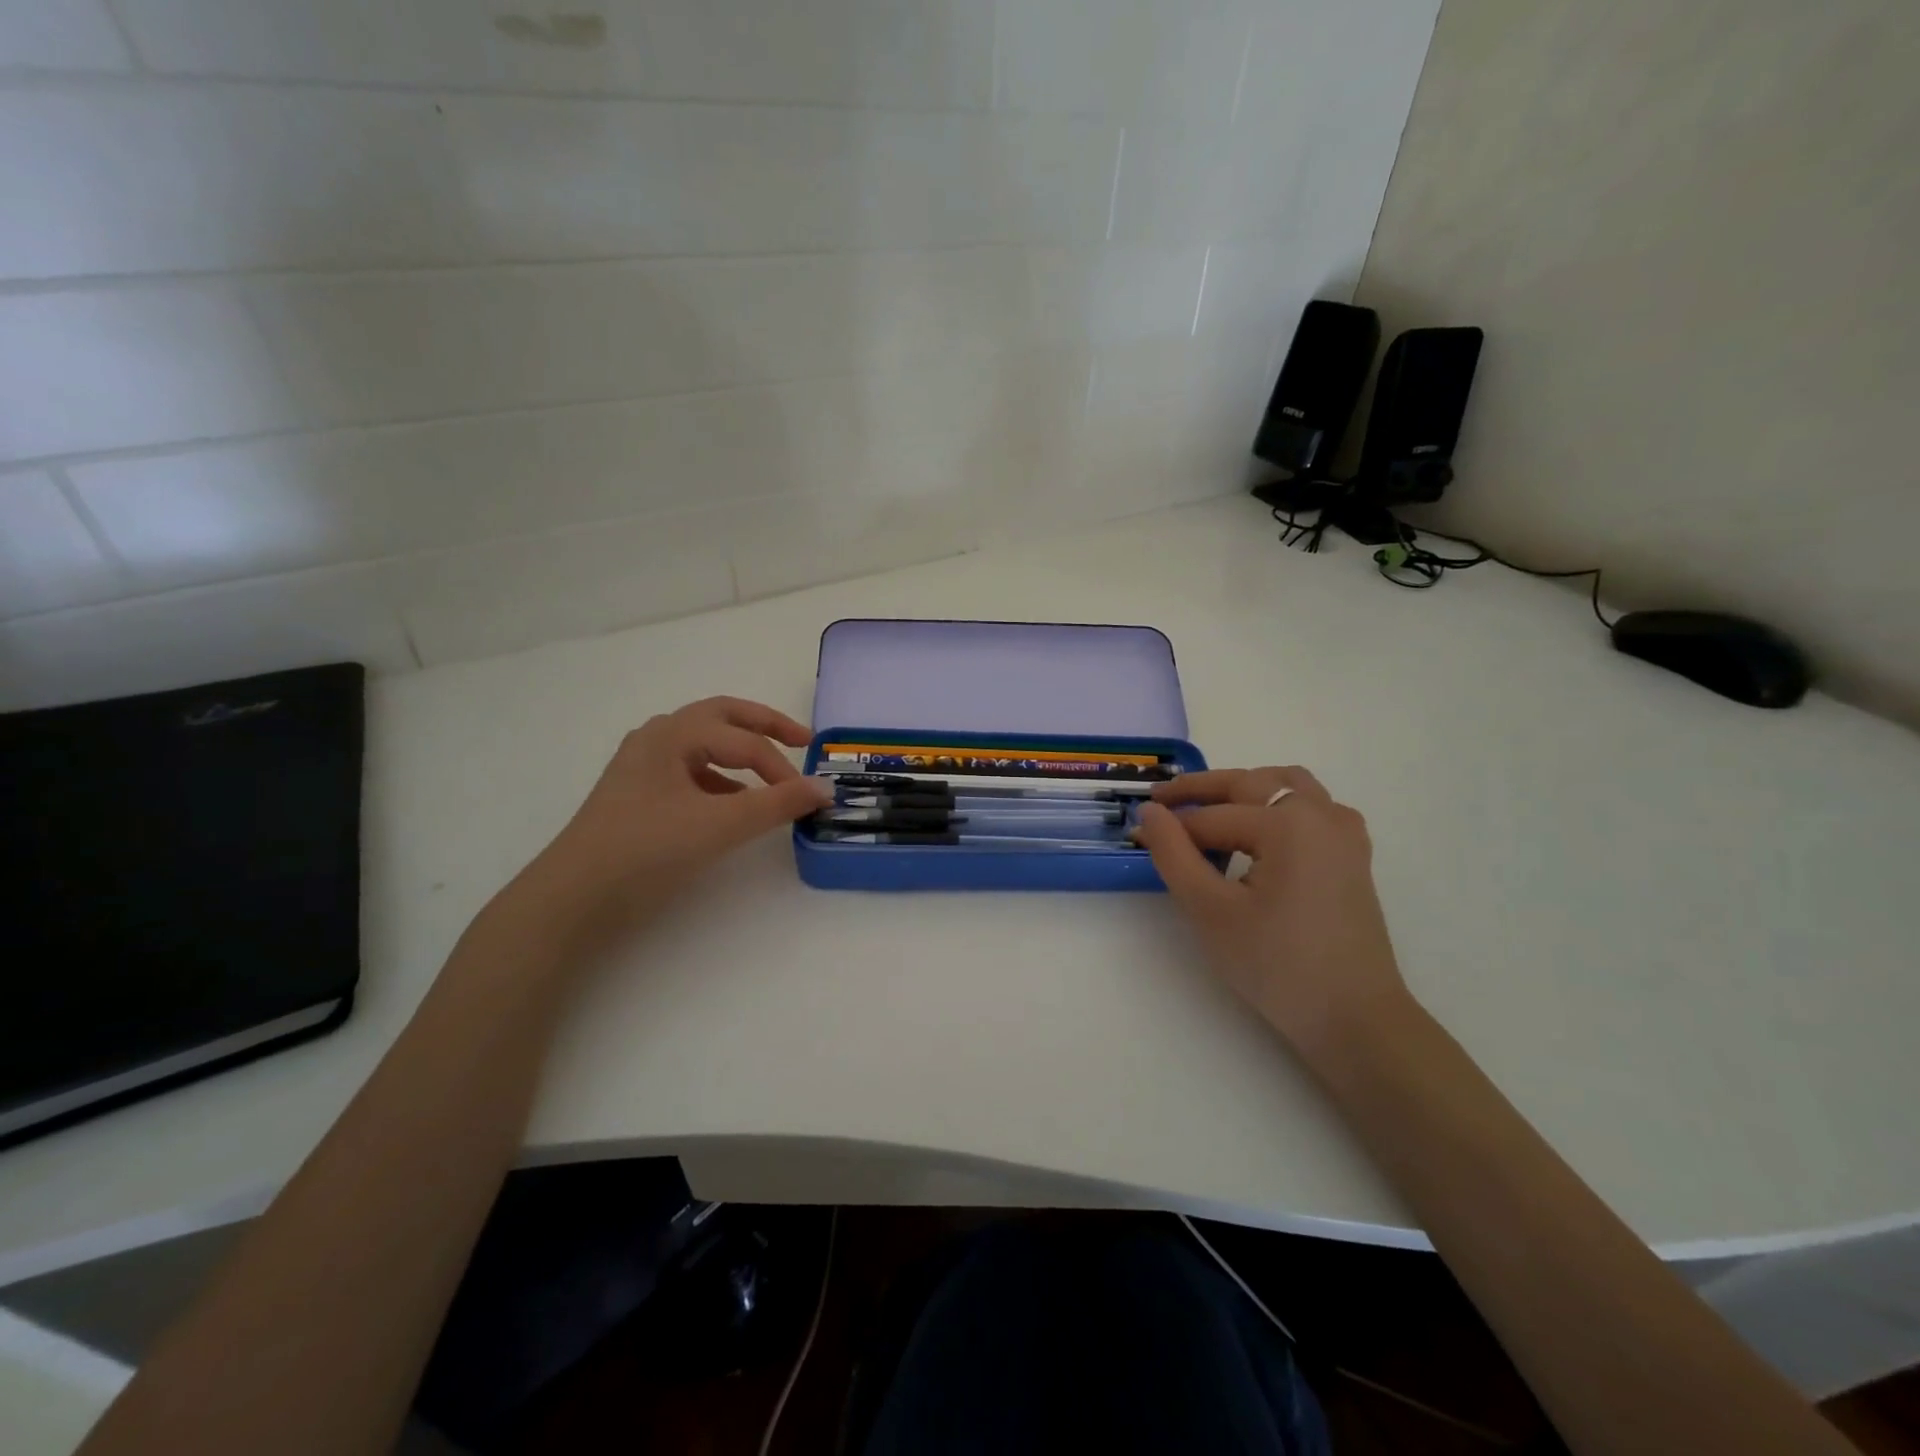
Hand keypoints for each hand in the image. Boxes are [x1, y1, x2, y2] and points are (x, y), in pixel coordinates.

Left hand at [502, 697, 830, 945]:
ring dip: (739, 752)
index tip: (808, 798)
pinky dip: (718, 779)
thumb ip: (777, 804)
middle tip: (801, 739)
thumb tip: (825, 788)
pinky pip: (688, 771)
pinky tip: (730, 806)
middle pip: (722, 717)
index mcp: (673, 734)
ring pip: (703, 743)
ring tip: (768, 777)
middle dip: (764, 726)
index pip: (744, 741)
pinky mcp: (636, 794)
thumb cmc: (647, 850)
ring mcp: (641, 766)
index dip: (782, 767)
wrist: (573, 898)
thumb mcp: (720, 825)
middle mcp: (656, 738)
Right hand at [1131, 767, 1411, 1058]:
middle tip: (1160, 802)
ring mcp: (1343, 832)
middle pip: (1249, 784)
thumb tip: (1149, 814)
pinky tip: (1260, 829)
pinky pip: (1311, 806)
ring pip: (1285, 785)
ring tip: (1208, 806)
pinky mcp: (1352, 854)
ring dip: (1243, 787)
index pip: (1211, 818)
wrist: (1353, 1018)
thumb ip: (1173, 854)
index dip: (1169, 828)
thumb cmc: (1276, 965)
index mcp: (1287, 824)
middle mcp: (1320, 814)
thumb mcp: (1210, 910)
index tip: (1135, 836)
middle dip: (1201, 791)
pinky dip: (1278, 803)